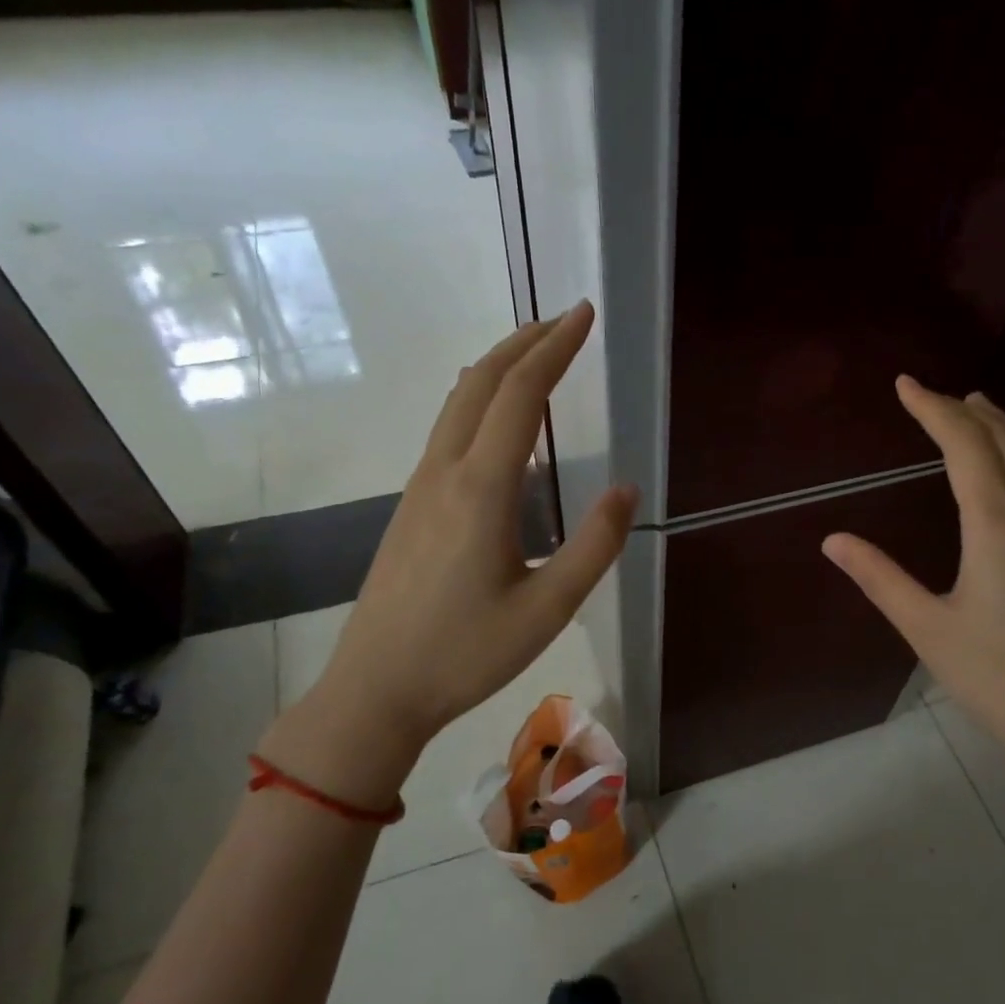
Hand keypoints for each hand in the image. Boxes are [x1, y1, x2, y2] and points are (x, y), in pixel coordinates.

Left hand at [257, 302, 637, 809]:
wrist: (376, 689)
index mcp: (481, 488)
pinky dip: (480, 399)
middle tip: (567, 320)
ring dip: (499, 367)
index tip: (583, 314)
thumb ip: (594, 545)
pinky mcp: (411, 506)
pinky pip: (448, 430)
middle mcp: (445, 472)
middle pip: (481, 382)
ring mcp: (420, 487)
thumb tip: (628, 489)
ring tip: (538, 354)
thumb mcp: (548, 608)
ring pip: (459, 402)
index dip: (555, 348)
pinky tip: (499, 418)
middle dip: (525, 342)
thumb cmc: (466, 653)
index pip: (522, 394)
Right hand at [822, 376, 1004, 807]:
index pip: (965, 448)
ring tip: (975, 405)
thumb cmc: (995, 678)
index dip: (933, 410)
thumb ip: (879, 578)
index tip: (904, 384)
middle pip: (1003, 443)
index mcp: (997, 529)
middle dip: (964, 410)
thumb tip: (832, 539)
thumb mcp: (926, 629)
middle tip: (928, 392)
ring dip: (1000, 426)